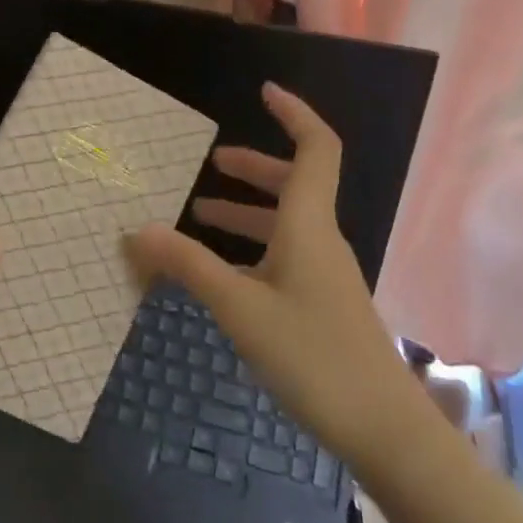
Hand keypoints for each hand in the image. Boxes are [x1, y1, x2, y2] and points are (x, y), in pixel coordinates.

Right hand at [126, 84, 413, 466]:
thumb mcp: (240, 309)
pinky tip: (222, 272)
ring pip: (286, 223)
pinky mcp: (322, 304)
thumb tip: (138, 230)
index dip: (294, 115)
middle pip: (295, 184)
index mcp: (309, 225)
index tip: (264, 92)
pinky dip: (251, 248)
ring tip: (201, 212)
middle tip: (213, 163)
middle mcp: (321, 240)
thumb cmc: (313, 356)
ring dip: (247, 211)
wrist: (384, 429)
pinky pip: (284, 256)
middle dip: (254, 167)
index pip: (315, 149)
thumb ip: (189, 267)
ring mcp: (324, 274)